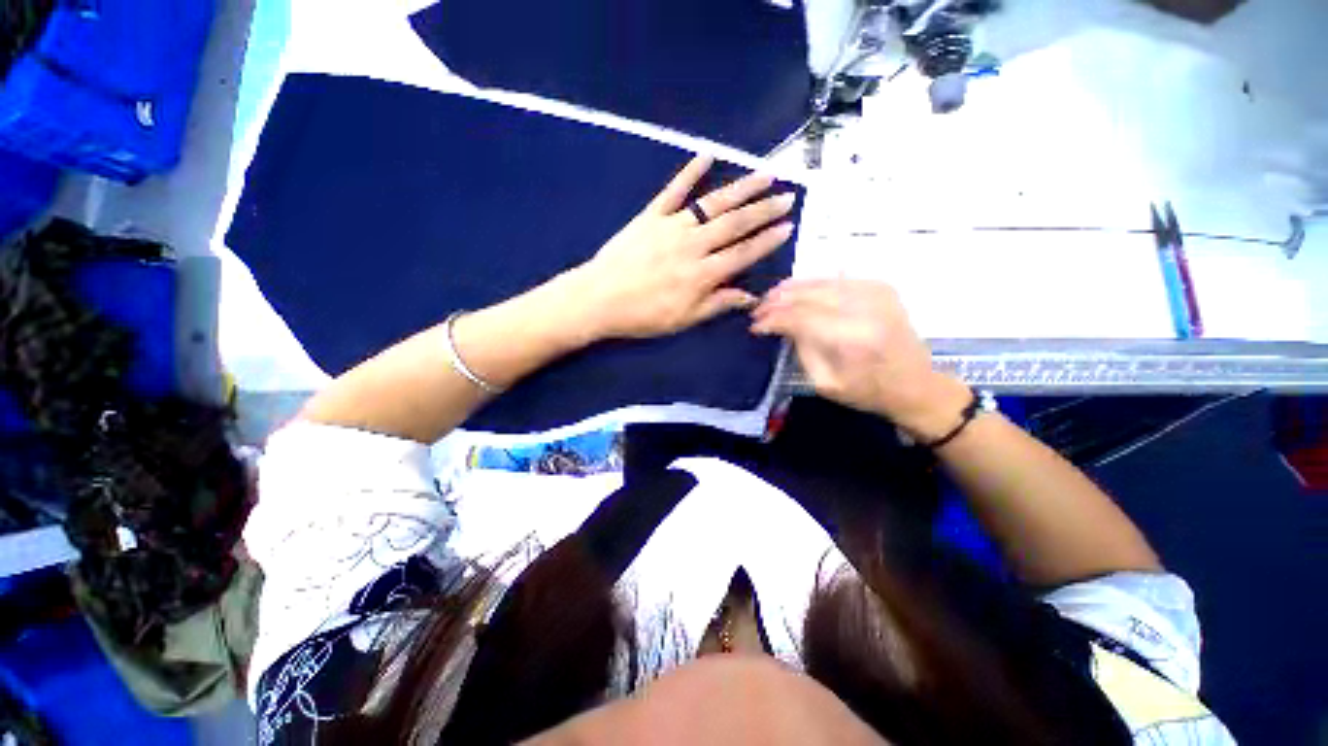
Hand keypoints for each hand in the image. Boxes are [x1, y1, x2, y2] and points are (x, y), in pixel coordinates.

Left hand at [570, 155, 795, 339]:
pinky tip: (708, 154)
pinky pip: (674, 190)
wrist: (599, 299)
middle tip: (788, 196)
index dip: (767, 240)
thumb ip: (717, 304)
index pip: (743, 253)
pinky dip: (690, 171)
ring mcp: (672, 226)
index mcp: (702, 274)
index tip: (788, 226)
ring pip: (713, 203)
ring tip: (765, 176)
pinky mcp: (651, 215)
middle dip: (764, 210)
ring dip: (742, 188)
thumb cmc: (643, 315)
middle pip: (735, 224)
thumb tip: (750, 298)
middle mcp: (693, 244)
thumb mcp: (684, 319)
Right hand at [751, 279, 970, 439]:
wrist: (916, 385)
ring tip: (770, 298)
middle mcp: (864, 307)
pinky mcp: (881, 286)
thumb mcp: (824, 382)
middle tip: (757, 310)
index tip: (754, 326)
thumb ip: (801, 349)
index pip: (799, 317)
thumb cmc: (867, 392)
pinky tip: (797, 291)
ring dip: (791, 289)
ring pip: (820, 282)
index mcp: (851, 337)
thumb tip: (782, 326)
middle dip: (777, 301)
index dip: (772, 319)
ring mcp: (876, 292)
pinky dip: (812, 284)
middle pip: (808, 295)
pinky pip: (837, 279)